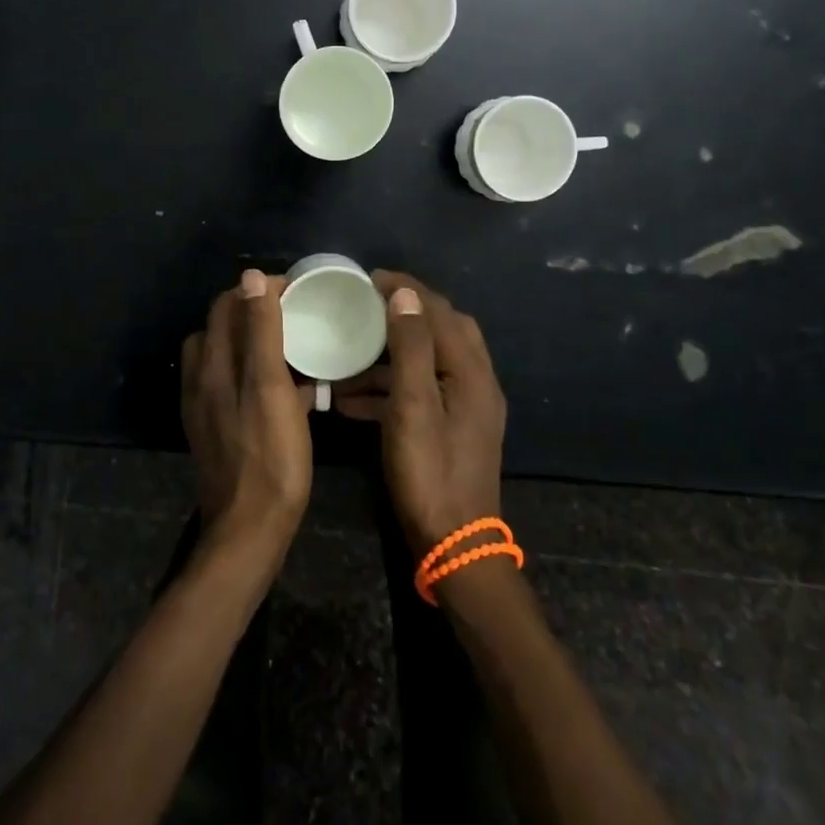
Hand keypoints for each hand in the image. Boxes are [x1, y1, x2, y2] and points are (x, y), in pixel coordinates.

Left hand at [181, 269, 313, 560]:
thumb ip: (261, 330)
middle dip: (253, 312)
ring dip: (252, 342)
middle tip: (294, 314)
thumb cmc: (270, 456)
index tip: (294, 291)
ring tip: (289, 346)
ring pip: (226, 357)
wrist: (249, 529)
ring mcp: (206, 407)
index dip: (257, 291)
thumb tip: (252, 277)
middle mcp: (201, 380)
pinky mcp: (217, 429)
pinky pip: (233, 385)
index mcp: (212, 364)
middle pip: (222, 329)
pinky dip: (252, 373)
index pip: (226, 305)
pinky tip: (284, 390)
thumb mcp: (270, 386)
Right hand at [337, 272, 507, 556]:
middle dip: (403, 314)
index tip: (368, 278)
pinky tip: (351, 400)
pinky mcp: (454, 428)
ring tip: (348, 354)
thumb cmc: (430, 473)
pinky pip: (422, 392)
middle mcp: (476, 381)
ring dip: (391, 354)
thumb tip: (405, 295)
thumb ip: (411, 347)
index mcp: (471, 370)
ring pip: (428, 362)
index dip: (405, 289)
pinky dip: (390, 387)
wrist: (454, 546)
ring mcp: (467, 407)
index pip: (439, 311)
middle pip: (441, 330)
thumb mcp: (413, 406)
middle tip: (365, 307)